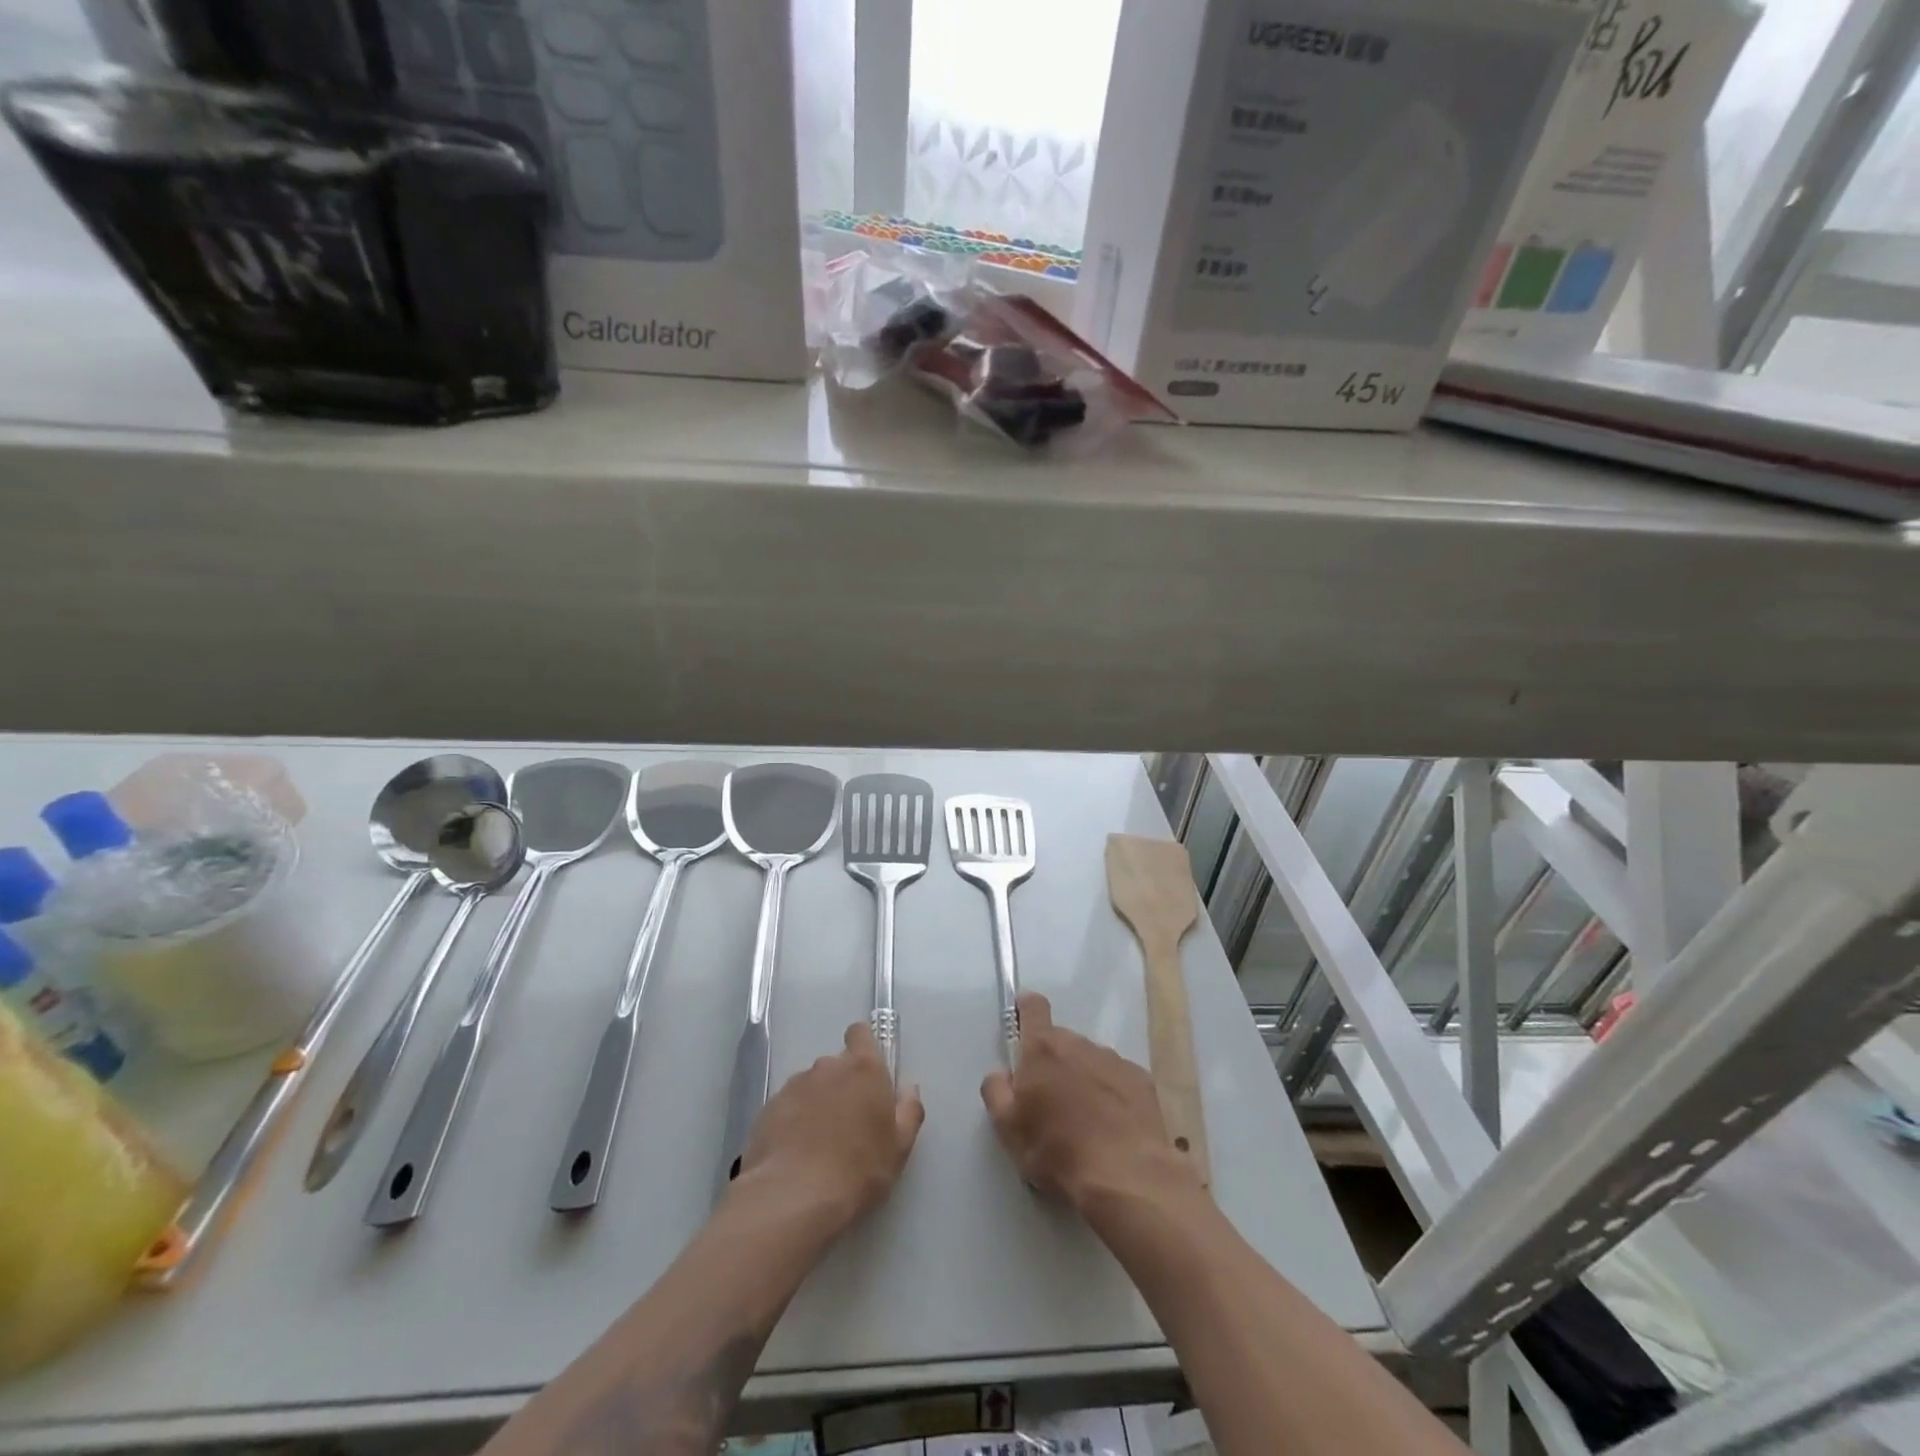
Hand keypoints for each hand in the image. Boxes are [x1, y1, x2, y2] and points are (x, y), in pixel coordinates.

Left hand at [734, 1022, 924, 1230]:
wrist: (792, 1197)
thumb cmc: (857, 1170)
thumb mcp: (899, 1147)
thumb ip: (908, 1111)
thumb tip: (908, 1088)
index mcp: (863, 1069)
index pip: (860, 1033)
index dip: (863, 1047)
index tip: (867, 1074)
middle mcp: (828, 1067)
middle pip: (837, 1065)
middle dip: (842, 1086)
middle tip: (847, 1124)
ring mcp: (794, 1085)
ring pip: (811, 1086)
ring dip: (817, 1103)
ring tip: (817, 1144)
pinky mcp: (769, 1108)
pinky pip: (788, 1106)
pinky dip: (793, 1121)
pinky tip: (795, 1153)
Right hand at [981, 992, 1200, 1215]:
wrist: (1127, 1176)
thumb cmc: (1057, 1151)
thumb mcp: (1008, 1130)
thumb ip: (996, 1092)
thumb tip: (1001, 1073)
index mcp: (1042, 1049)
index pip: (1033, 1007)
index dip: (1026, 1010)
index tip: (1023, 1025)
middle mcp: (1079, 1044)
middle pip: (1060, 1040)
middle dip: (1052, 1061)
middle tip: (1049, 1100)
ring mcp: (1113, 1060)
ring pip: (1089, 1059)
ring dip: (1082, 1077)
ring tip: (1084, 1120)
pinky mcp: (1141, 1080)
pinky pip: (1116, 1078)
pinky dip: (1110, 1093)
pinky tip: (1111, 1126)